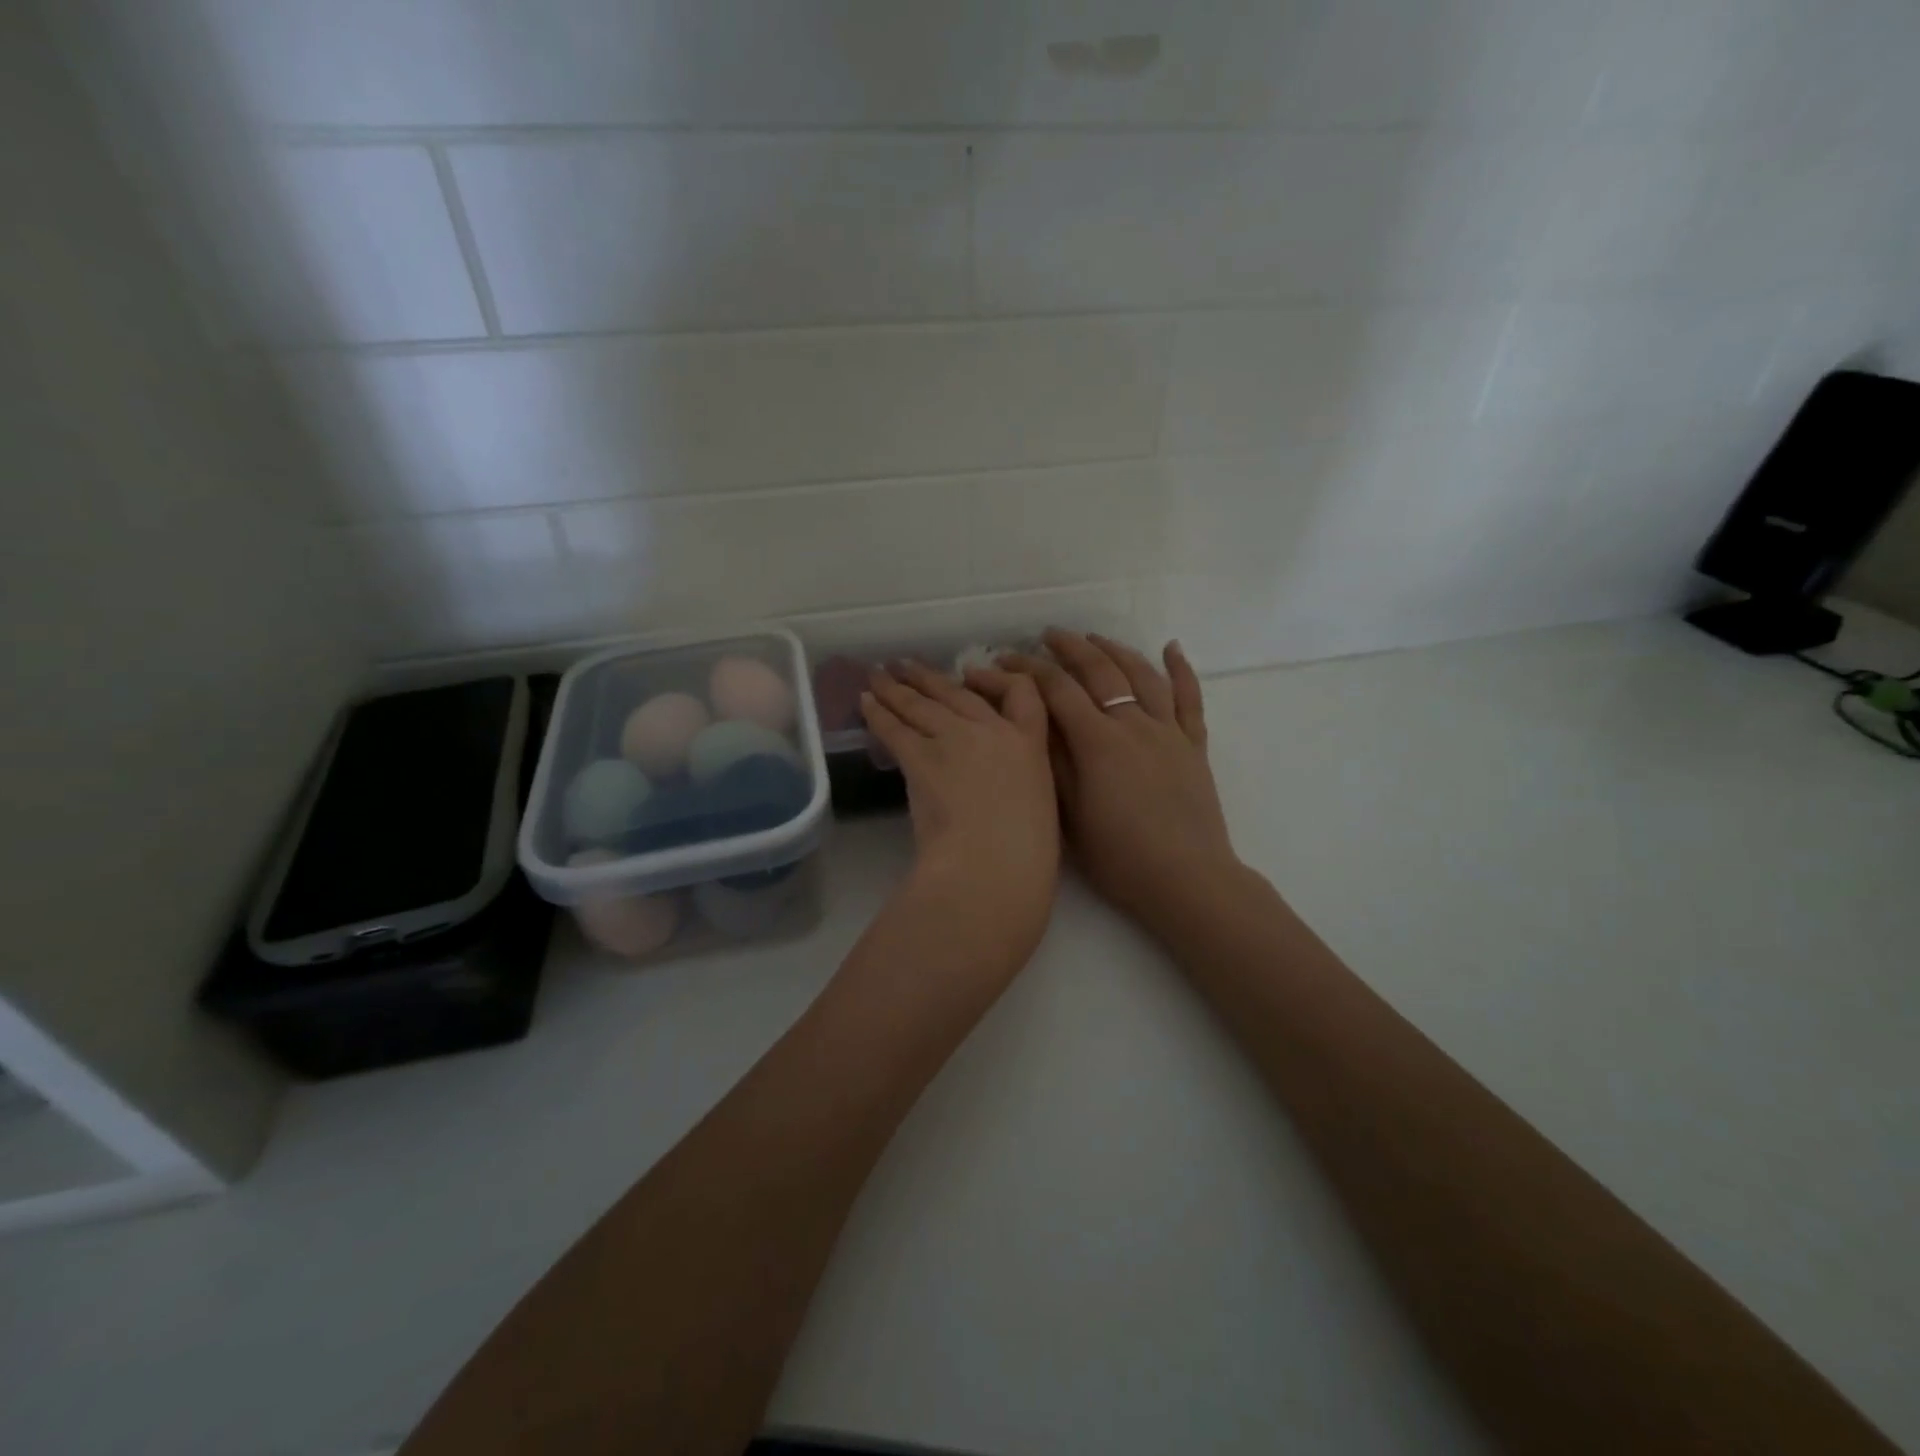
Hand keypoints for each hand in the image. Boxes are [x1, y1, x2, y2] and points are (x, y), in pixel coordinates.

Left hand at [862, 662, 1060, 961]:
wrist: (992, 865)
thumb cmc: (1027, 853)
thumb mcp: (1039, 805)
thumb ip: (1018, 782)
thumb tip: (995, 786)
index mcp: (1030, 743)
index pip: (1022, 693)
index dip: (997, 678)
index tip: (975, 674)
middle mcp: (992, 730)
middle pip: (956, 693)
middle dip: (928, 678)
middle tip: (905, 666)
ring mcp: (954, 739)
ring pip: (920, 704)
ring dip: (896, 688)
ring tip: (878, 676)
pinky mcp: (920, 757)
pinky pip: (894, 727)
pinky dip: (877, 713)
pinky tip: (865, 703)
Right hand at [974, 631, 1240, 939]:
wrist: (1187, 880)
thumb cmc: (1120, 857)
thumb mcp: (1070, 816)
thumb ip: (1054, 764)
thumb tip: (1032, 721)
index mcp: (1098, 743)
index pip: (1058, 691)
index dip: (1029, 670)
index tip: (1005, 658)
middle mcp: (1134, 725)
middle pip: (1100, 671)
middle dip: (1071, 647)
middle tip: (1048, 635)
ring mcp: (1169, 732)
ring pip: (1142, 676)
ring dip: (1116, 650)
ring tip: (1096, 637)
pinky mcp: (1194, 746)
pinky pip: (1190, 699)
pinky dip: (1181, 670)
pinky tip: (1172, 647)